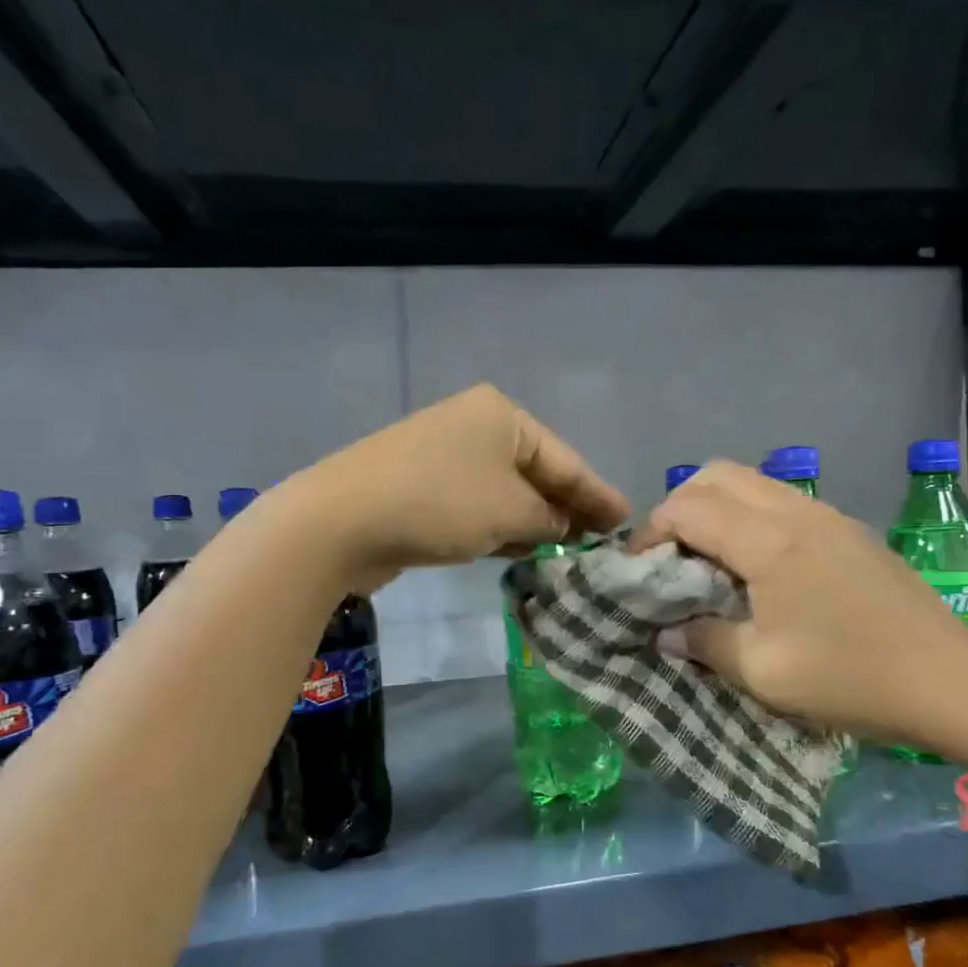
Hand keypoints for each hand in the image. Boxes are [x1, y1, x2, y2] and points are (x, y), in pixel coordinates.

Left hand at [292, 385, 629, 589]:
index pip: (565, 459)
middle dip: (567, 508)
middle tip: (600, 539)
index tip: (626, 519)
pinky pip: (477, 506)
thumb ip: (549, 518)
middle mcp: (474, 427)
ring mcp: (443, 456)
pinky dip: (500, 527)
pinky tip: (521, 550)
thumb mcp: (511, 511)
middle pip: (536, 472)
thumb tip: (564, 525)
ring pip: (505, 492)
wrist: (342, 521)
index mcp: (501, 416)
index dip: (598, 493)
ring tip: (569, 550)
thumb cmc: (441, 504)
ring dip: (534, 521)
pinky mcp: (421, 487)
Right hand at [630, 461, 967, 765]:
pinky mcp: (848, 531)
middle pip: (717, 476)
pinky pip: (782, 502)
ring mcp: (827, 516)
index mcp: (768, 542)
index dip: (651, 533)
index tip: (639, 572)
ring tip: (708, 563)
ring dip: (717, 510)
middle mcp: (795, 512)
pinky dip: (750, 519)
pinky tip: (756, 569)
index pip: (688, 508)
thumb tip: (668, 632)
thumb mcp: (762, 671)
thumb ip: (705, 642)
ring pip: (752, 483)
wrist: (949, 681)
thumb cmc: (849, 678)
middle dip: (679, 507)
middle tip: (671, 558)